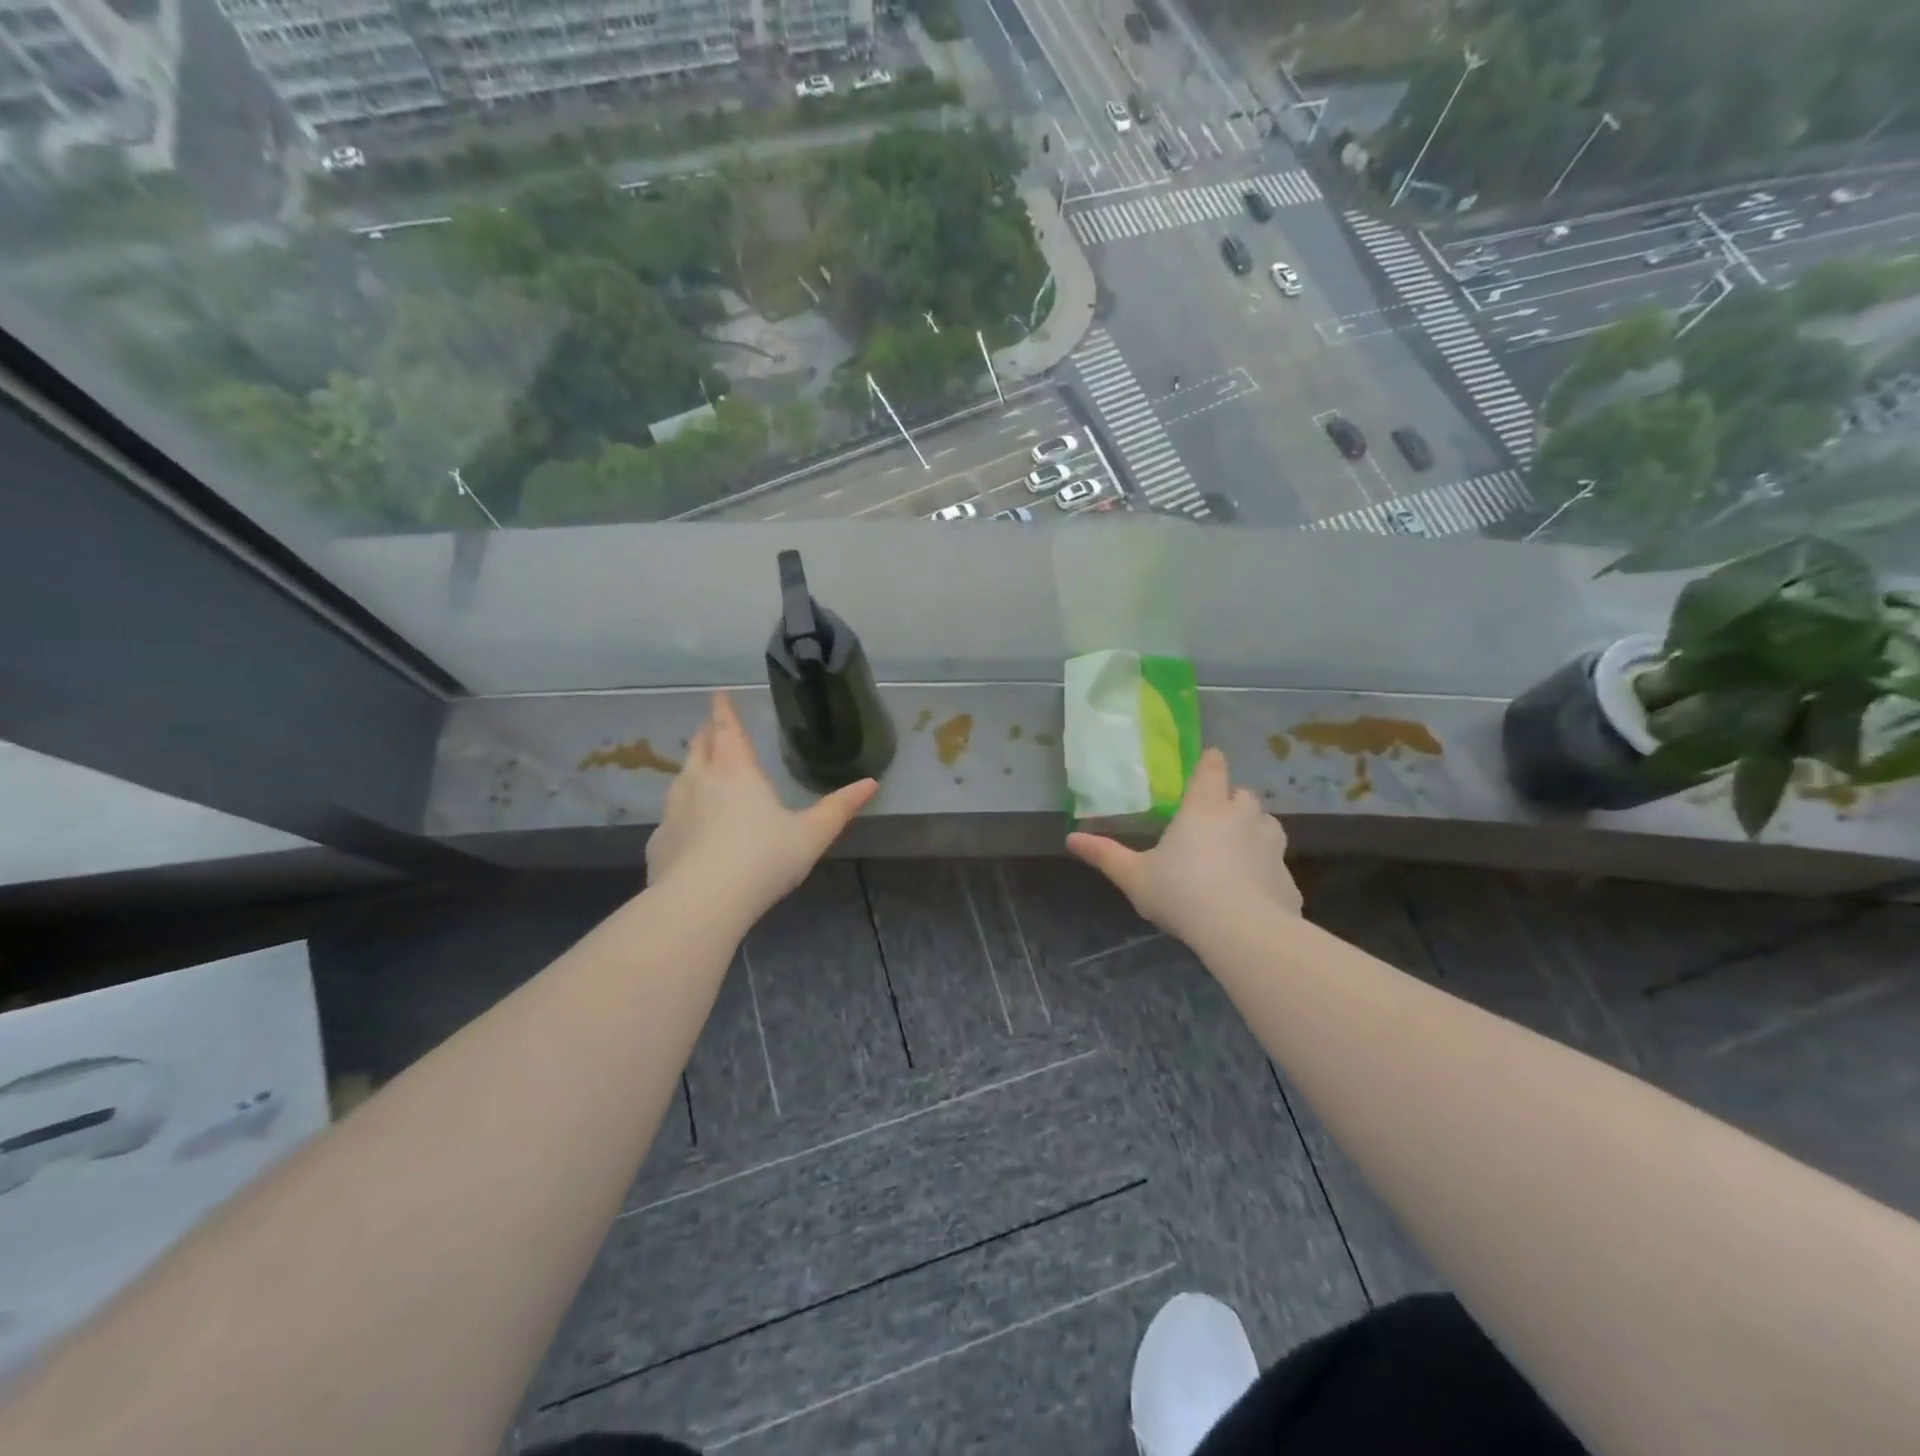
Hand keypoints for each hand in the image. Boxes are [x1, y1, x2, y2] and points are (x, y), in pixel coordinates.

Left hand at [646, 692, 876, 923]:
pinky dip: (682, 815)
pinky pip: (671, 818)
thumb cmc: (763, 858)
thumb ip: (839, 808)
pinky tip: (690, 831)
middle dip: (706, 735)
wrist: (703, 901)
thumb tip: (871, 783)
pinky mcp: (659, 842)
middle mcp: (699, 782)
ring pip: (681, 780)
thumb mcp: (811, 835)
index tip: (718, 695)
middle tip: (712, 730)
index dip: (723, 710)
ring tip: (701, 774)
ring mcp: (673, 811)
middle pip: (699, 748)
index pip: (727, 730)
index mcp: (736, 772)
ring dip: (692, 771)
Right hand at [1067, 747, 1300, 945]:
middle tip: (1214, 819)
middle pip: (1243, 794)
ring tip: (1237, 851)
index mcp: (1204, 807)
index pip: (1213, 768)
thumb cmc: (1181, 893)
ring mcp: (1271, 846)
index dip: (1211, 763)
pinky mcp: (1288, 878)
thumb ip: (1106, 855)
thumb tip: (1071, 838)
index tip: (1209, 762)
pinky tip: (1252, 893)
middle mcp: (1242, 817)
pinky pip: (1275, 866)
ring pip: (1267, 825)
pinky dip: (1265, 872)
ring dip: (1254, 831)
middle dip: (1231, 801)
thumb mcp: (1134, 877)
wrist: (1242, 932)